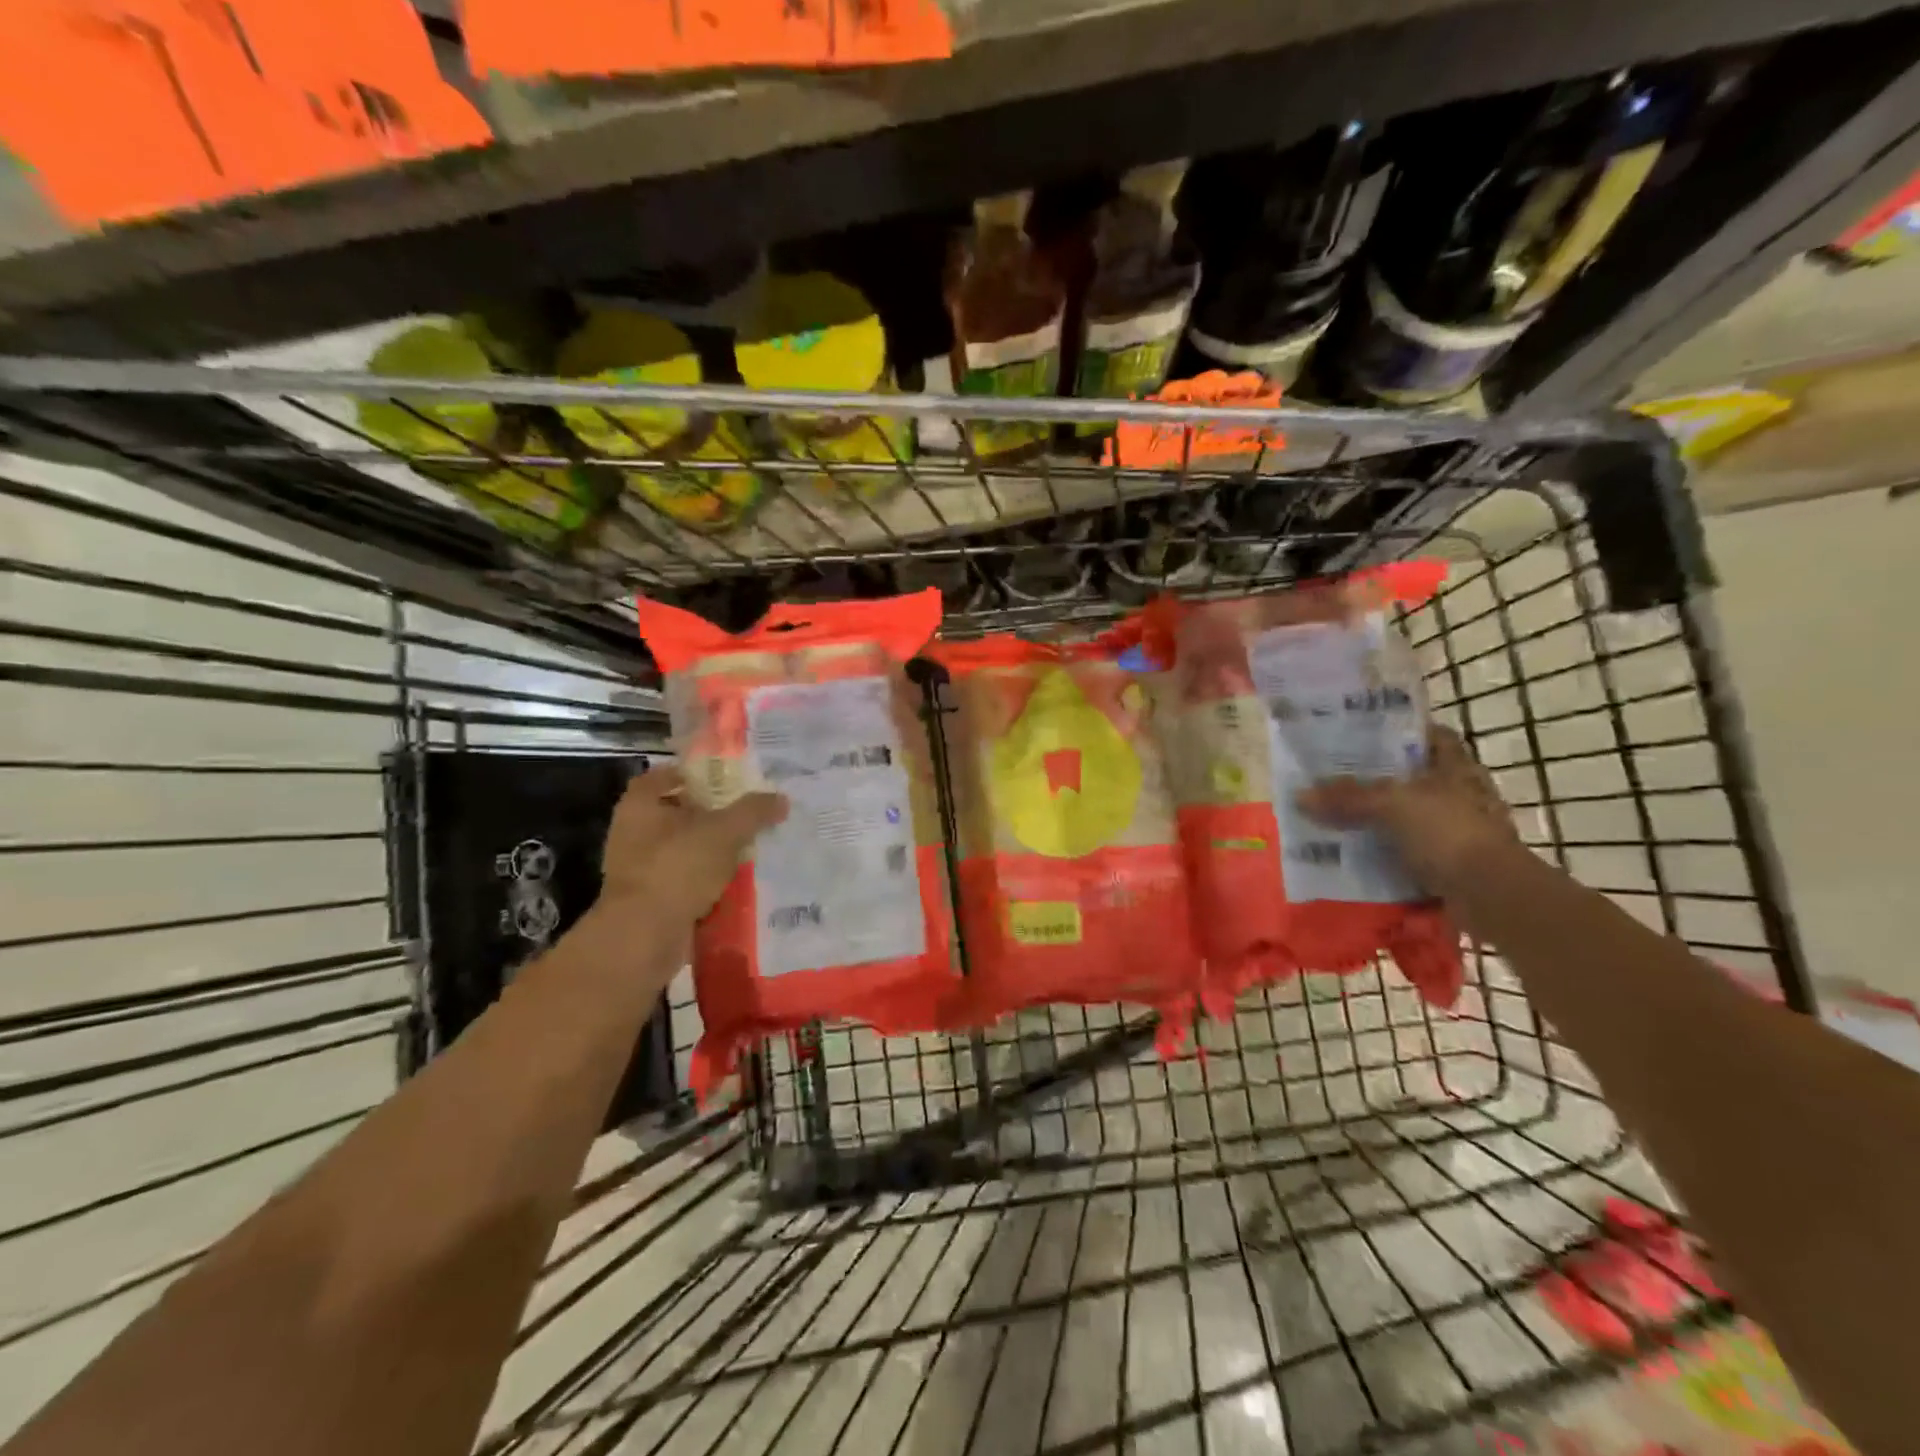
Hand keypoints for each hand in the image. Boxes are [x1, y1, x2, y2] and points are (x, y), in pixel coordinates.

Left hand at [595, 767, 786, 927]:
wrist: (645, 936)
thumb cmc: (677, 868)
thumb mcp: (724, 831)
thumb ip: (754, 811)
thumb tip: (781, 799)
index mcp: (641, 804)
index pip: (667, 775)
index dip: (697, 774)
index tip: (730, 780)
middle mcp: (634, 832)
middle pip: (680, 813)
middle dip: (715, 814)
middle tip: (751, 813)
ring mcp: (641, 868)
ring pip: (686, 849)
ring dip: (715, 850)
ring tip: (754, 847)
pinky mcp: (652, 899)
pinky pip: (688, 880)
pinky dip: (710, 880)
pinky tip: (740, 880)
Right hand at [1296, 725, 1518, 892]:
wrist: (1491, 895)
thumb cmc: (1448, 832)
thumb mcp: (1390, 805)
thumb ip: (1347, 797)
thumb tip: (1300, 795)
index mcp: (1457, 768)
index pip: (1433, 737)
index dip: (1403, 732)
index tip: (1365, 734)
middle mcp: (1461, 795)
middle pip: (1414, 778)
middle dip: (1378, 780)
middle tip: (1335, 778)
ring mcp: (1459, 831)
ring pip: (1408, 817)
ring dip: (1378, 820)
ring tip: (1335, 818)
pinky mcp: (1452, 864)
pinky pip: (1408, 853)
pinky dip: (1384, 855)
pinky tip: (1354, 855)